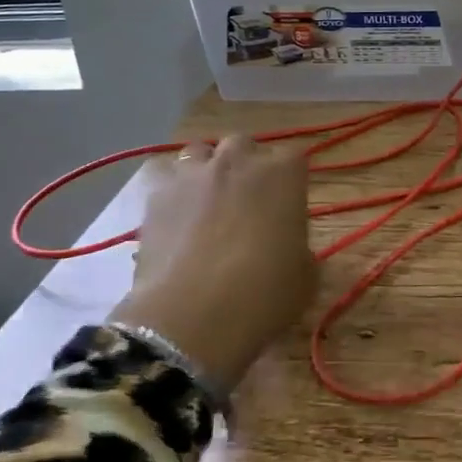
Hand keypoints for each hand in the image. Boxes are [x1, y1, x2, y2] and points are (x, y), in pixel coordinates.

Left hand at [109, 135, 317, 394]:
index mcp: (283, 173)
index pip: (294, 158)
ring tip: (206, 206)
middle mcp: (238, 161)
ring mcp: (192, 174)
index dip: (290, 181)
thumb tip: (290, 250)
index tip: (288, 207)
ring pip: (199, 153)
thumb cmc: (265, 294)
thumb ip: (299, 250)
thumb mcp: (305, 277)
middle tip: (246, 202)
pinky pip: (167, 184)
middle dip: (245, 166)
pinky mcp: (156, 197)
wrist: (194, 317)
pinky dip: (174, 198)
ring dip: (206, 171)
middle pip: (243, 145)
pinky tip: (176, 226)